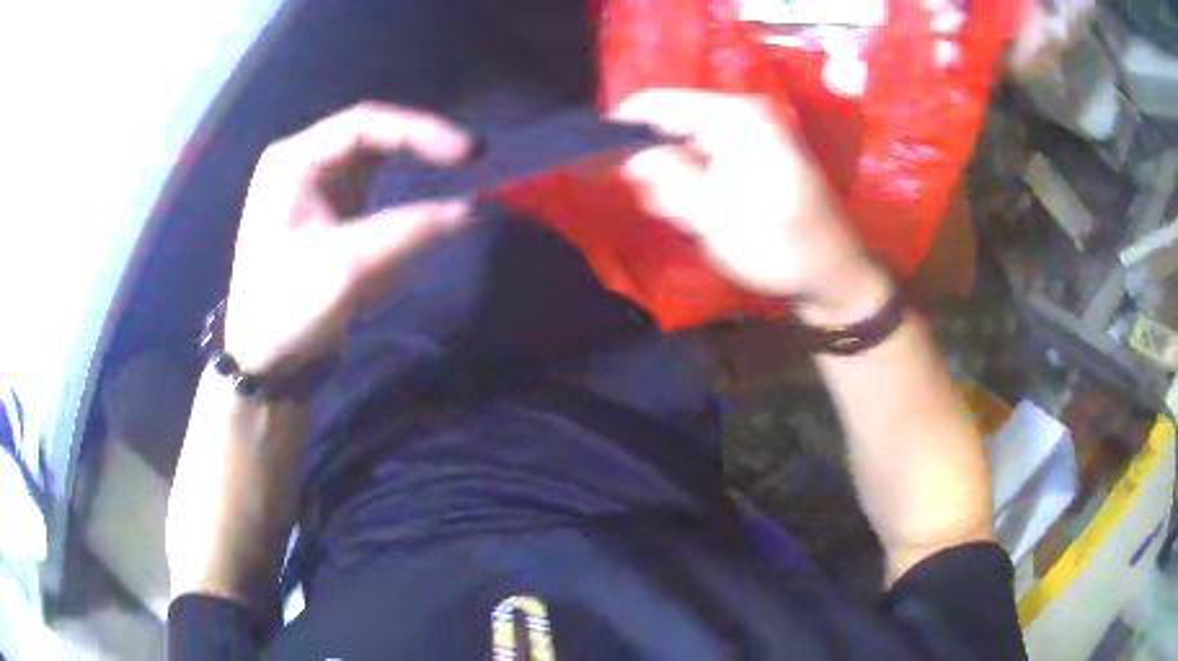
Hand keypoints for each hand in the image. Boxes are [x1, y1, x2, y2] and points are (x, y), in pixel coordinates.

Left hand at [225, 103, 473, 376]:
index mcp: (292, 161)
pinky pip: (373, 181)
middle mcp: (302, 161)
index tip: (468, 152)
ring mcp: (314, 184)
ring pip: (376, 154)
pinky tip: (430, 182)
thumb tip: (473, 209)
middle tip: (473, 156)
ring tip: (460, 163)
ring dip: (416, 157)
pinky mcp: (328, 208)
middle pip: (372, 133)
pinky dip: (405, 180)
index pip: (364, 124)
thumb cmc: (286, 311)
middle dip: (422, 140)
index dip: (420, 129)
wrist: (263, 359)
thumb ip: (409, 232)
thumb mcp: (345, 269)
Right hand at [614, 89, 890, 324]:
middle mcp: (742, 115)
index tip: (600, 163)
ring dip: (676, 182)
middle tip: (661, 208)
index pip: (658, 103)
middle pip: (672, 124)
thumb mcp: (716, 216)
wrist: (833, 273)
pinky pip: (707, 161)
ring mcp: (750, 136)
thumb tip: (629, 159)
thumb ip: (667, 180)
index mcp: (735, 117)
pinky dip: (695, 186)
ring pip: (686, 146)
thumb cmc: (779, 246)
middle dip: (655, 165)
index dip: (623, 129)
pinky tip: (702, 216)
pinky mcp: (754, 157)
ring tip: (688, 219)